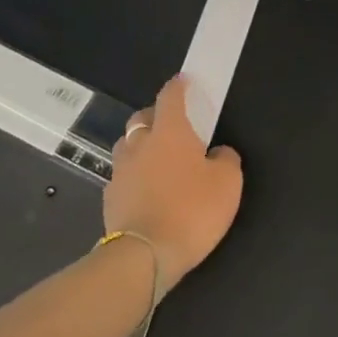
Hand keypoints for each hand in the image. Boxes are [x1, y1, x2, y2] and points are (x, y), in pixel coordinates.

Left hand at [104, 75, 243, 286]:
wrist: (144, 255)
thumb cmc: (192, 211)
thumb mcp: (228, 184)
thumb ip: (226, 160)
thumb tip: (217, 153)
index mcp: (170, 133)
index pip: (170, 97)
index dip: (178, 86)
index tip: (183, 81)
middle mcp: (140, 144)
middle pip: (142, 118)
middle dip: (155, 115)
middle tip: (172, 125)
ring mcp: (120, 171)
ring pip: (128, 146)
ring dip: (141, 145)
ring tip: (158, 159)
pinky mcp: (110, 197)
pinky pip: (123, 175)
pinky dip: (134, 175)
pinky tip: (146, 190)